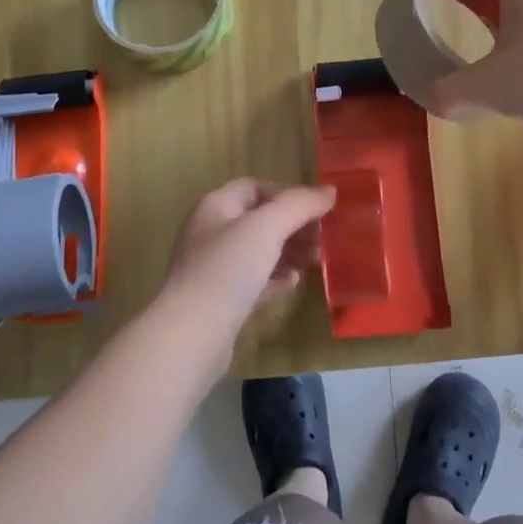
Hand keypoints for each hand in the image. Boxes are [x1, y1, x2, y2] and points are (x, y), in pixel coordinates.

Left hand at [154, 179, 336, 339]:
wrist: (192, 335)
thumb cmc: (227, 269)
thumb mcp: (267, 227)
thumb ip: (300, 205)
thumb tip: (330, 190)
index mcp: (215, 207)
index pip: (254, 187)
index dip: (287, 193)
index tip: (317, 208)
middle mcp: (211, 233)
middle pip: (260, 220)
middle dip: (294, 225)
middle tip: (324, 237)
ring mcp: (215, 269)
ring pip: (259, 252)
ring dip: (290, 252)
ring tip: (318, 260)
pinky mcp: (222, 301)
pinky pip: (255, 282)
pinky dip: (277, 279)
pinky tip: (295, 283)